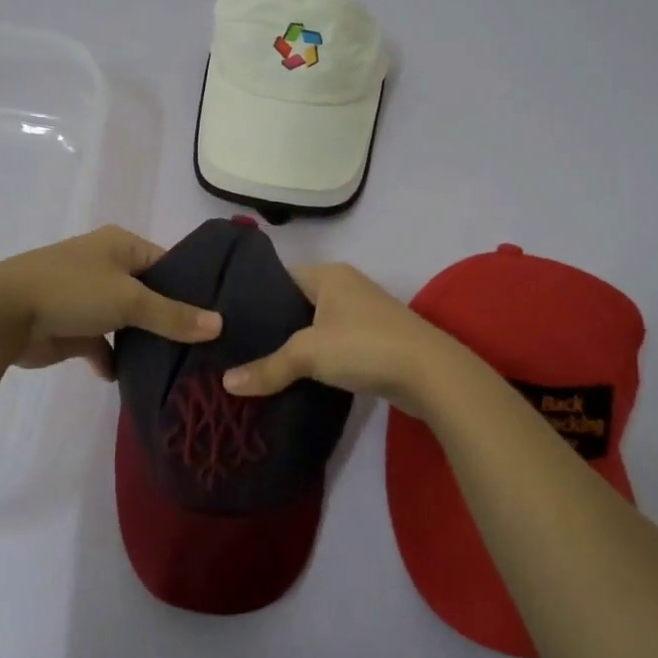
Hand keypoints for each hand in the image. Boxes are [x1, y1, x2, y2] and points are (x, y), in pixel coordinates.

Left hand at [0, 225, 221, 377]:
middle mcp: (107, 266)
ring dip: (143, 342)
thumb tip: (219, 324)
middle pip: (150, 294)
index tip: (219, 314)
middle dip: (171, 319)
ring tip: (179, 365)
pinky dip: (113, 360)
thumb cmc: (72, 291)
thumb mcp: (129, 299)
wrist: (3, 315)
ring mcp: (88, 298)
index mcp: (121, 245)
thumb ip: (173, 315)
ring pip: (127, 321)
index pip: (169, 263)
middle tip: (206, 346)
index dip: (192, 287)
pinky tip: (127, 378)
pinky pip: (103, 345)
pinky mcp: (73, 329)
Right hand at [220, 262, 473, 415]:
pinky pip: (333, 344)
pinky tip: (295, 376)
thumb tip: (226, 383)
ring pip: (315, 326)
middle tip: (236, 346)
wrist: (431, 374)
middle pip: (296, 302)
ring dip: (295, 344)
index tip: (227, 320)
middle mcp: (345, 287)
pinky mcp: (374, 341)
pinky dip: (316, 358)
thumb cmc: (364, 346)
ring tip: (258, 363)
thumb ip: (268, 367)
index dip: (253, 295)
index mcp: (328, 274)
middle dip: (271, 325)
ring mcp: (362, 314)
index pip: (279, 277)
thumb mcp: (308, 354)